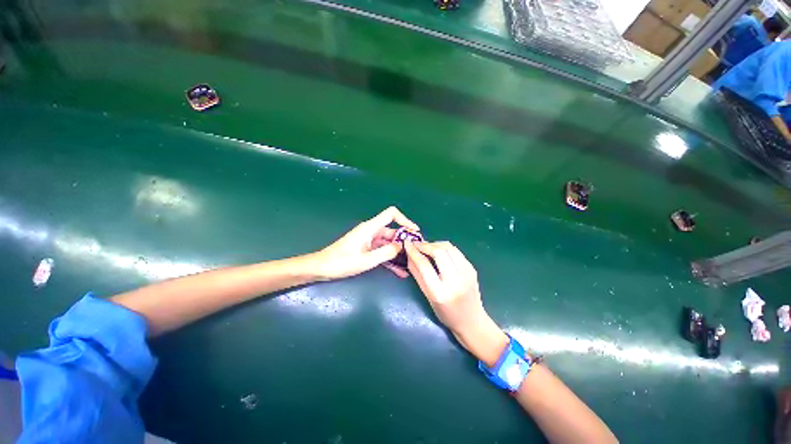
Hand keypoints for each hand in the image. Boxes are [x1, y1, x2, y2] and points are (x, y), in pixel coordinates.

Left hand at [313, 207, 419, 279]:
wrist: (322, 268)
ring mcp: (369, 241)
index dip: (404, 220)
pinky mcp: (367, 249)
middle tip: (416, 253)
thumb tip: (402, 246)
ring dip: (398, 253)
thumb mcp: (366, 260)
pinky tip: (399, 271)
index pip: (391, 214)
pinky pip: (382, 252)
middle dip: (405, 241)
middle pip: (392, 231)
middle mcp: (371, 232)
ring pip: (388, 244)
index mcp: (370, 228)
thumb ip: (386, 252)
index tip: (414, 231)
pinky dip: (390, 259)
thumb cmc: (341, 262)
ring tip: (411, 264)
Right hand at [404, 241, 507, 366]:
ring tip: (427, 247)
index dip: (414, 252)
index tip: (407, 244)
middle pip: (439, 252)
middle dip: (425, 245)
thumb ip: (417, 275)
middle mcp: (455, 280)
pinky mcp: (472, 268)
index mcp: (440, 292)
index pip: (424, 265)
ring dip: (435, 244)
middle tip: (416, 245)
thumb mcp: (428, 297)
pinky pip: (456, 251)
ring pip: (449, 247)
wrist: (472, 321)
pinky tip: (439, 251)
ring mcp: (466, 273)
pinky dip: (444, 248)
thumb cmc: (446, 314)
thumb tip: (409, 255)